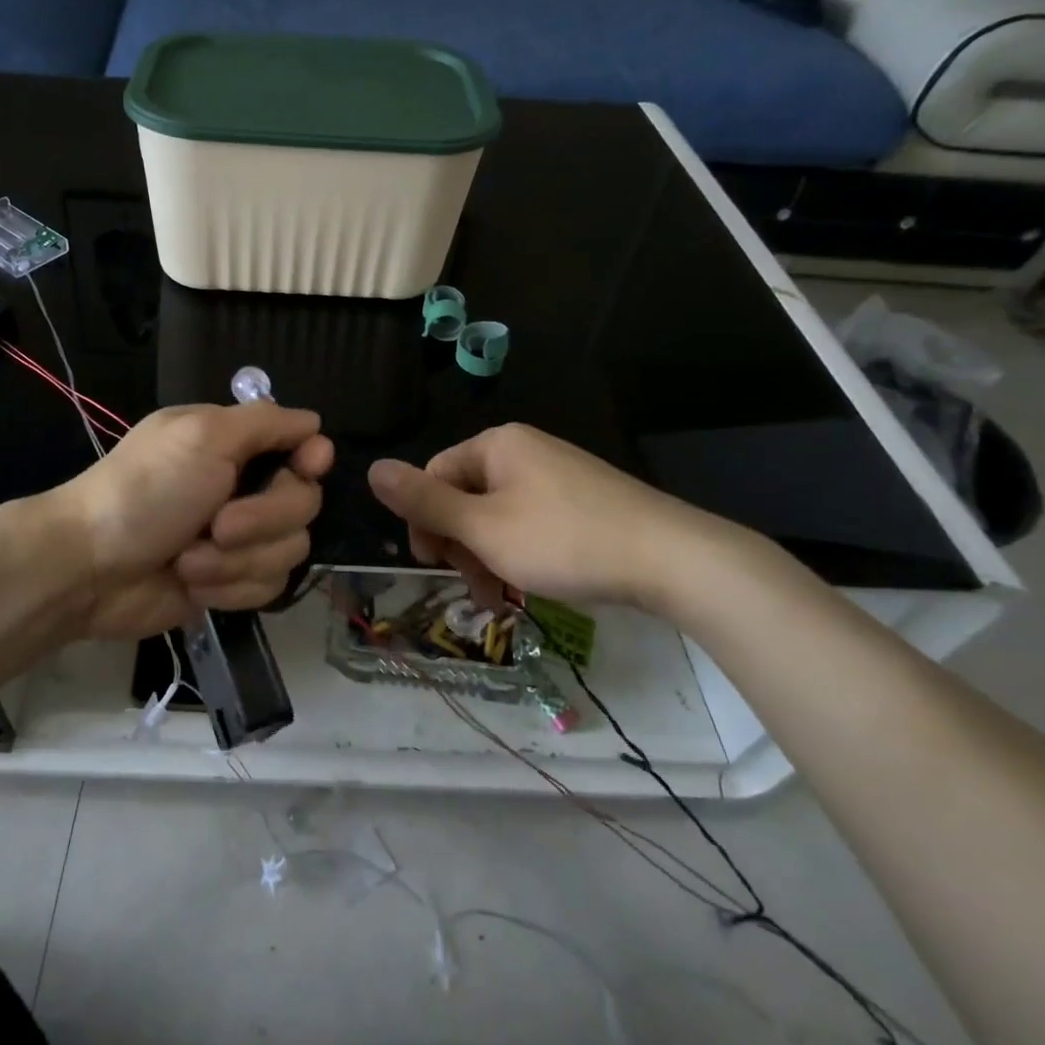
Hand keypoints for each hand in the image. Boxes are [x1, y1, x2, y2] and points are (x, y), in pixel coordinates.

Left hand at [54, 403, 333, 639]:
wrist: (90, 569)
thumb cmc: (146, 491)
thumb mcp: (203, 436)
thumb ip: (265, 422)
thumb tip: (314, 424)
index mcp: (236, 444)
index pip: (304, 445)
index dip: (311, 460)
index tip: (305, 468)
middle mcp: (244, 487)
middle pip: (304, 503)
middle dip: (261, 520)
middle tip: (216, 524)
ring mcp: (240, 539)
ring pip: (289, 550)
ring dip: (236, 560)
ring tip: (188, 559)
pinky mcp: (232, 581)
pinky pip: (267, 587)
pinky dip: (228, 586)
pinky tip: (191, 582)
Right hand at [367, 422, 738, 614]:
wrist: (672, 559)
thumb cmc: (564, 540)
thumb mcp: (483, 527)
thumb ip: (424, 501)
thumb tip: (371, 468)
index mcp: (496, 445)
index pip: (434, 475)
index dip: (425, 521)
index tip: (433, 566)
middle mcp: (524, 450)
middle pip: (465, 495)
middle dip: (460, 544)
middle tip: (475, 589)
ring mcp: (557, 474)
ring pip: (497, 515)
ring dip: (488, 556)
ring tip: (501, 599)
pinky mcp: (582, 500)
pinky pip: (530, 522)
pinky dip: (519, 553)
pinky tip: (529, 585)